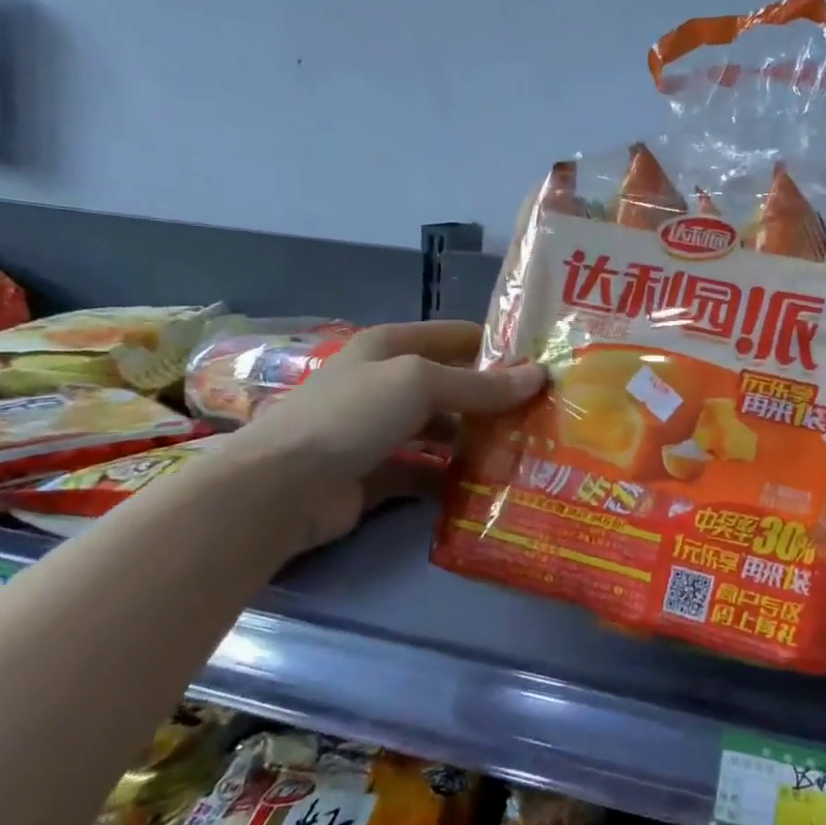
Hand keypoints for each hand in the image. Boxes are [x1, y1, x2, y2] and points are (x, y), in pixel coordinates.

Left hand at [222, 320, 544, 548]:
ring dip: (478, 441)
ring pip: (443, 431)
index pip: (457, 336)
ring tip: (527, 453)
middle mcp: (388, 383)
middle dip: (495, 400)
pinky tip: (490, 488)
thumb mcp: (420, 383)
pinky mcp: (379, 474)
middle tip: (545, 416)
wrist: (280, 488)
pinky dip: (454, 479)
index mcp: (392, 346)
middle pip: (453, 386)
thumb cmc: (352, 415)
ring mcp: (382, 430)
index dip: (498, 347)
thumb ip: (480, 384)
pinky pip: (428, 472)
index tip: (544, 365)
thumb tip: (539, 376)